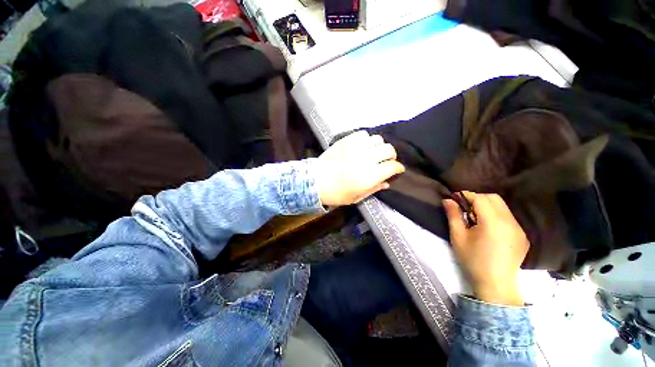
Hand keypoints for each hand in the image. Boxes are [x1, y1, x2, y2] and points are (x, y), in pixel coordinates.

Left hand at [315, 131, 404, 205]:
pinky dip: (366, 140)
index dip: (398, 168)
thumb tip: (387, 182)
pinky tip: (363, 147)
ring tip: (374, 153)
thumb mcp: (356, 197)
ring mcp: (355, 148)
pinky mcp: (346, 141)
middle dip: (391, 156)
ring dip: (379, 147)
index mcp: (368, 176)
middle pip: (388, 150)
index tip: (397, 169)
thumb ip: (374, 189)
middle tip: (386, 161)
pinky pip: (363, 134)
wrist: (315, 181)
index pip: (392, 166)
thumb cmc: (336, 193)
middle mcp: (365, 159)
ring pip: (377, 139)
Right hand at [443, 192, 528, 305]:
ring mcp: (519, 229)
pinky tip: (488, 227)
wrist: (496, 284)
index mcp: (493, 222)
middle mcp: (510, 222)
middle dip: (477, 198)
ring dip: (487, 206)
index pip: (480, 198)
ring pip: (502, 206)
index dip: (466, 195)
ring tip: (475, 218)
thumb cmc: (473, 260)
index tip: (455, 198)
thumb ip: (453, 215)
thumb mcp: (458, 237)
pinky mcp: (522, 236)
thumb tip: (448, 200)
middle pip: (494, 198)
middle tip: (464, 208)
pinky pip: (508, 217)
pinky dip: (496, 215)